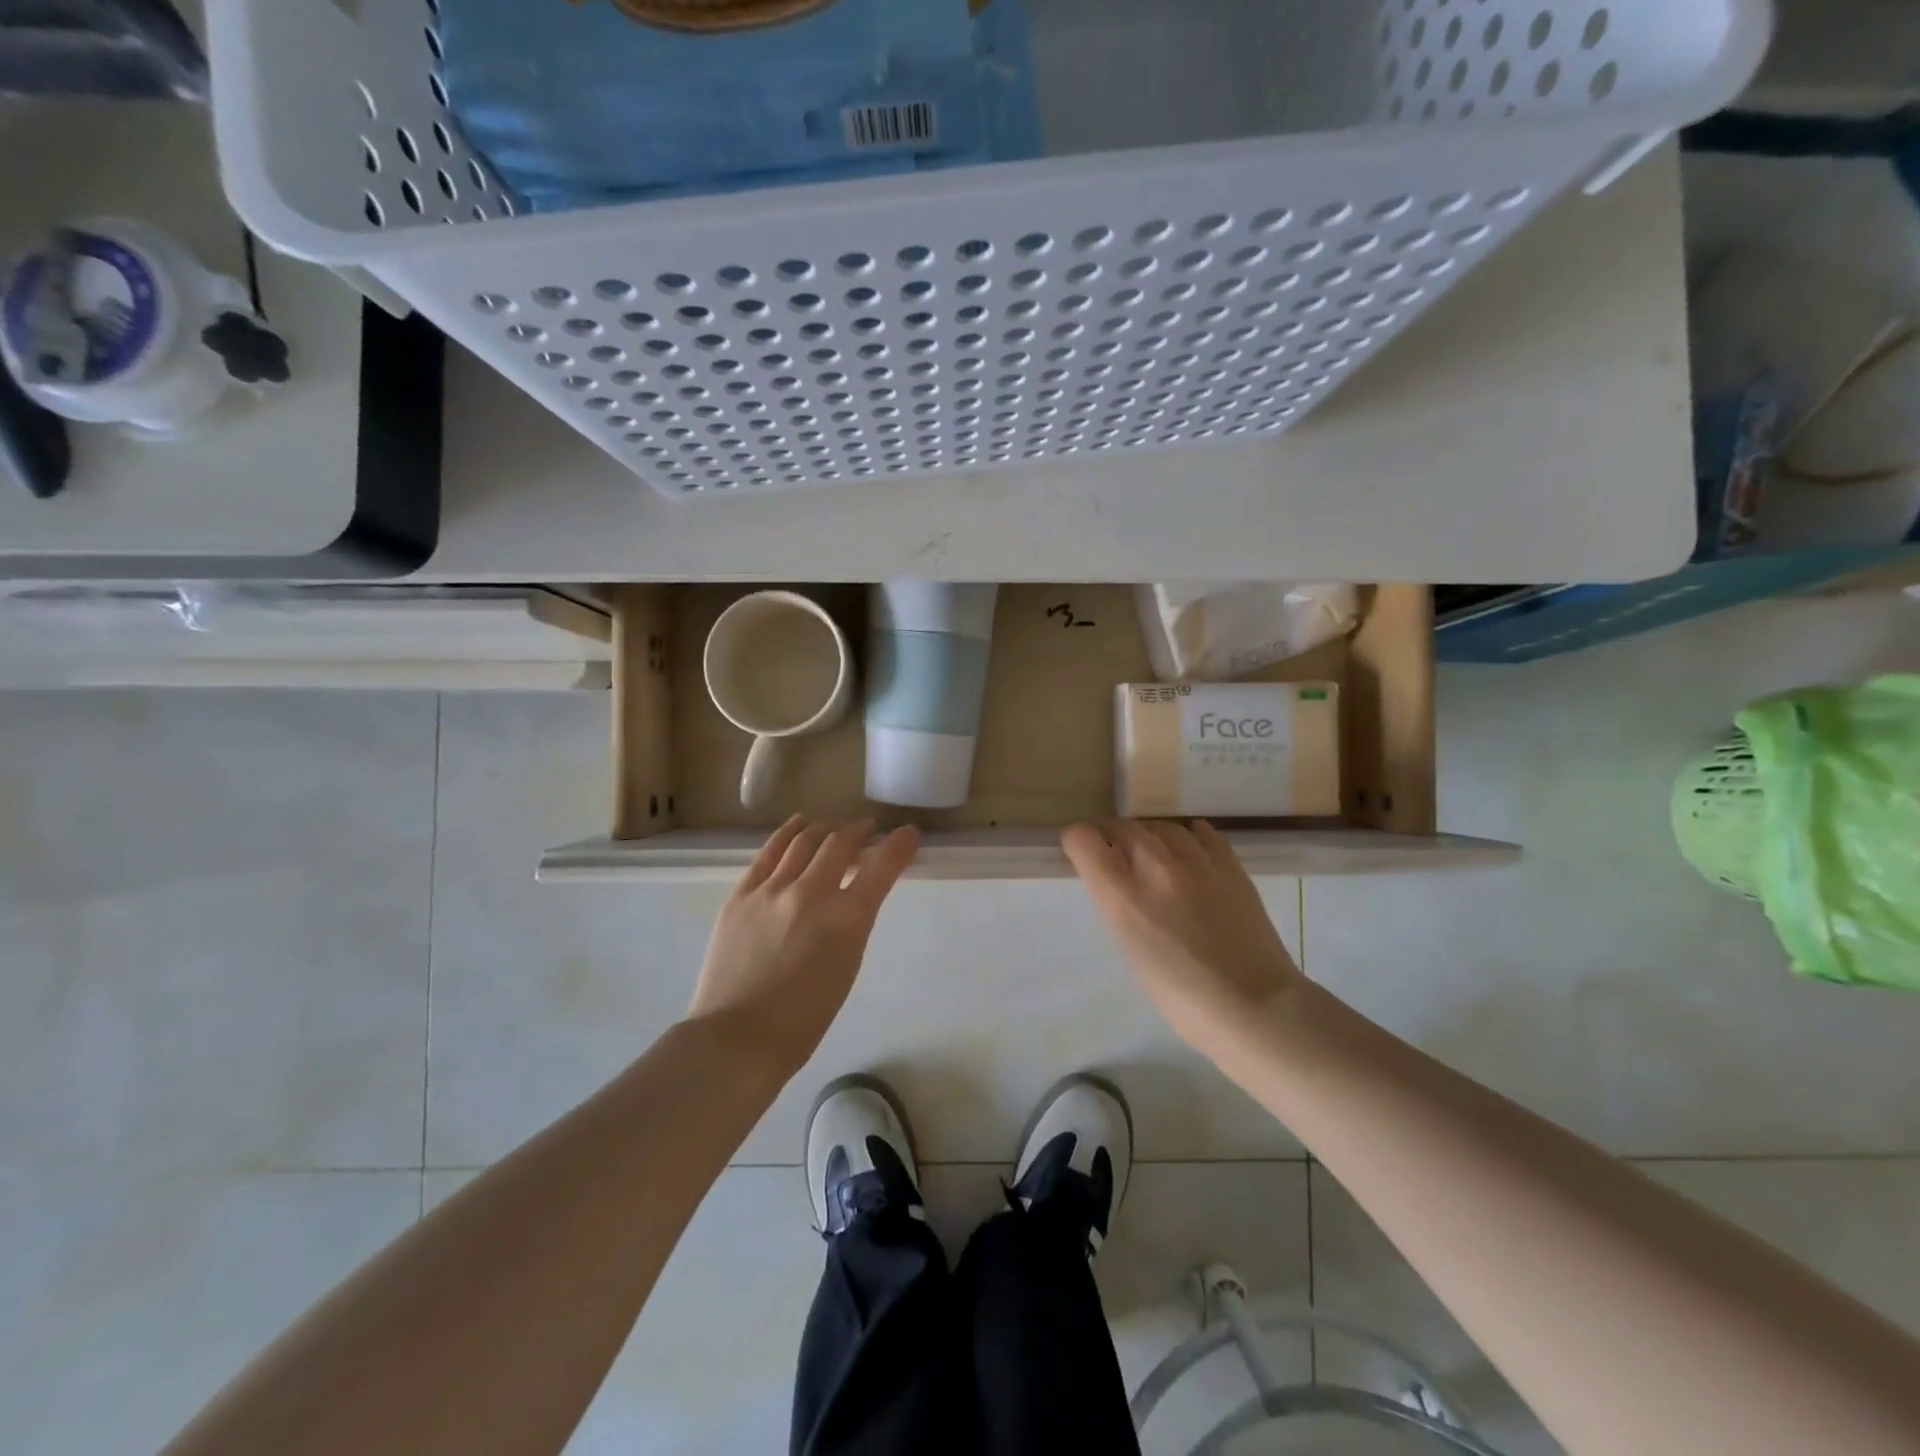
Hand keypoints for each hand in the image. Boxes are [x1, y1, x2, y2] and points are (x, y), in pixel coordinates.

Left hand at [688, 817, 919, 1077]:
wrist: (737, 1037)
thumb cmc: (804, 1018)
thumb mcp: (847, 966)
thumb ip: (852, 923)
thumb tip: (852, 894)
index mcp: (847, 919)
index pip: (882, 867)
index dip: (900, 845)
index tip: (909, 834)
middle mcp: (811, 893)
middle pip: (841, 843)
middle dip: (859, 832)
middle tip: (866, 830)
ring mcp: (772, 890)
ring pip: (804, 840)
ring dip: (825, 830)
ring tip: (832, 829)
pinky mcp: (741, 894)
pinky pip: (769, 851)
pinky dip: (788, 833)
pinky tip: (798, 826)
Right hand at [1062, 820, 1304, 1052]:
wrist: (1255, 1007)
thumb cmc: (1182, 998)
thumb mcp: (1132, 953)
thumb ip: (1120, 909)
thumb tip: (1119, 886)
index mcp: (1122, 897)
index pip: (1083, 840)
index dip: (1077, 841)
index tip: (1080, 852)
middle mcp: (1155, 868)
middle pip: (1122, 827)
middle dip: (1111, 835)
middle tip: (1113, 851)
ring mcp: (1197, 863)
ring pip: (1162, 827)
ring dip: (1150, 835)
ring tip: (1152, 851)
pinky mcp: (1231, 866)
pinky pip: (1204, 834)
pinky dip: (1191, 835)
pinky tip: (1190, 843)